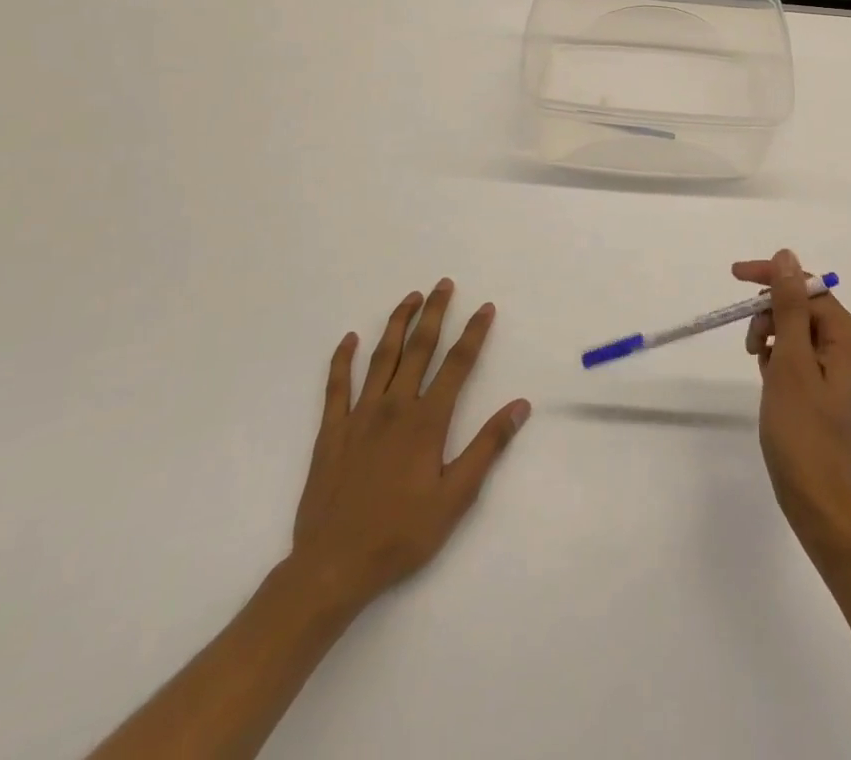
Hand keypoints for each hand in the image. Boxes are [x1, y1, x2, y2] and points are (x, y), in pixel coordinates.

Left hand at [287, 279, 529, 617]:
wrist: (332, 566)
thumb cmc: (401, 534)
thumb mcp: (456, 497)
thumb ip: (487, 447)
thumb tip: (520, 405)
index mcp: (426, 421)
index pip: (457, 364)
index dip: (474, 333)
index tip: (485, 307)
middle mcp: (394, 406)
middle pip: (419, 348)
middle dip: (434, 313)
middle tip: (444, 284)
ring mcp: (359, 416)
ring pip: (381, 357)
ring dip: (397, 324)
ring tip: (410, 298)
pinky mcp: (331, 432)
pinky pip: (336, 386)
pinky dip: (342, 359)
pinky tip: (349, 339)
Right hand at [736, 250, 850, 557]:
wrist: (822, 506)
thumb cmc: (804, 433)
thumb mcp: (790, 363)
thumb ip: (788, 306)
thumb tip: (787, 256)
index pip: (807, 287)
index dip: (770, 279)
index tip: (734, 276)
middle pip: (803, 307)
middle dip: (771, 317)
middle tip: (751, 347)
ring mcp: (845, 370)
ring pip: (798, 331)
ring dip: (772, 339)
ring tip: (761, 370)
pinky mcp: (832, 389)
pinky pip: (802, 356)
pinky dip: (780, 360)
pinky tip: (769, 380)